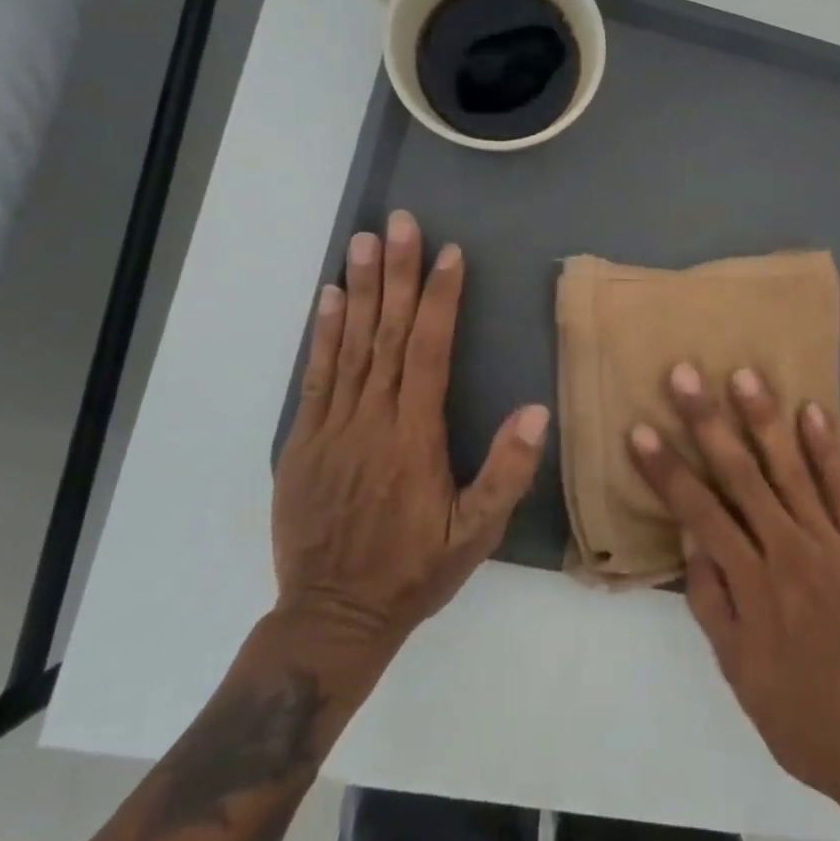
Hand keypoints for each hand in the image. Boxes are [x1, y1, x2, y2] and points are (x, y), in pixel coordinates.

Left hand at [273, 210, 548, 675]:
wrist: (331, 617)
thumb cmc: (414, 570)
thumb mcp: (476, 534)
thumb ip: (506, 471)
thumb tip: (537, 408)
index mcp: (415, 438)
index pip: (430, 352)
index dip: (441, 299)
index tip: (449, 254)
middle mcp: (372, 420)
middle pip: (388, 334)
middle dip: (399, 274)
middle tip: (400, 223)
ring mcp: (332, 427)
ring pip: (350, 345)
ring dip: (361, 289)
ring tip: (364, 241)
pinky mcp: (302, 441)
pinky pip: (315, 376)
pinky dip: (322, 333)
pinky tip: (330, 296)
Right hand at [629, 364, 839, 803]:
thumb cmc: (800, 711)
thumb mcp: (738, 669)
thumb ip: (711, 599)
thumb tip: (690, 536)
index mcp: (751, 585)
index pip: (699, 513)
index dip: (667, 471)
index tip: (641, 431)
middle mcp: (788, 551)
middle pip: (740, 475)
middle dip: (708, 422)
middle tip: (685, 375)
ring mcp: (830, 542)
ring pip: (791, 469)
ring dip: (765, 419)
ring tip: (744, 374)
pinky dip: (827, 448)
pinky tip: (812, 410)